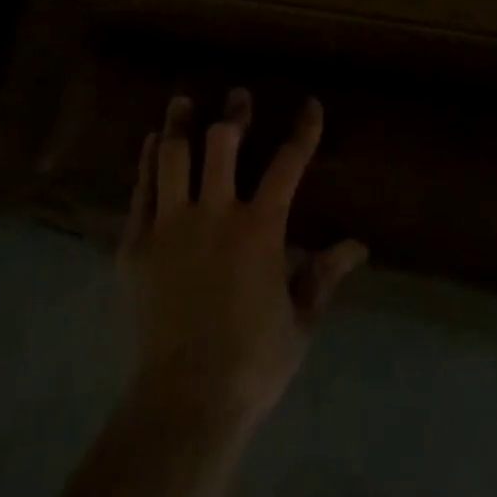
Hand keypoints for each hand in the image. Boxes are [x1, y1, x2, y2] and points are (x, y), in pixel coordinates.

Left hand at [119, 89, 367, 430]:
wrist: (185, 400)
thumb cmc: (252, 362)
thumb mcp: (300, 321)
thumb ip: (324, 275)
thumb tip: (359, 245)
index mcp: (260, 228)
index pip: (289, 164)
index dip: (303, 130)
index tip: (309, 104)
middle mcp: (215, 212)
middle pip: (223, 143)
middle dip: (234, 114)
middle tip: (238, 96)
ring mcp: (171, 224)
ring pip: (174, 155)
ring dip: (181, 123)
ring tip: (183, 101)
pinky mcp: (137, 242)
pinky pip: (142, 188)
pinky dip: (148, 161)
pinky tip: (152, 144)